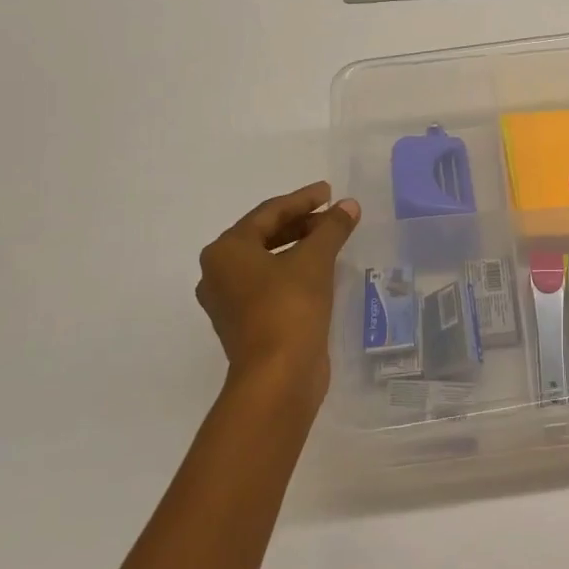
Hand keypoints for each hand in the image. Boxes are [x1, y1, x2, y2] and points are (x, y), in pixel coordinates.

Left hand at [196, 181, 359, 408]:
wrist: (278, 377)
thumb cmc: (289, 307)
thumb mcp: (315, 260)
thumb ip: (332, 228)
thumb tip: (349, 206)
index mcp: (226, 251)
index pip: (269, 213)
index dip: (303, 200)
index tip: (330, 192)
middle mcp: (219, 274)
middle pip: (265, 236)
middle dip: (301, 223)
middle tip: (333, 216)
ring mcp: (230, 302)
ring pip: (268, 261)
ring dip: (299, 247)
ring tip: (331, 240)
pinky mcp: (247, 324)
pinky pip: (271, 285)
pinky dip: (294, 271)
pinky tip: (321, 271)